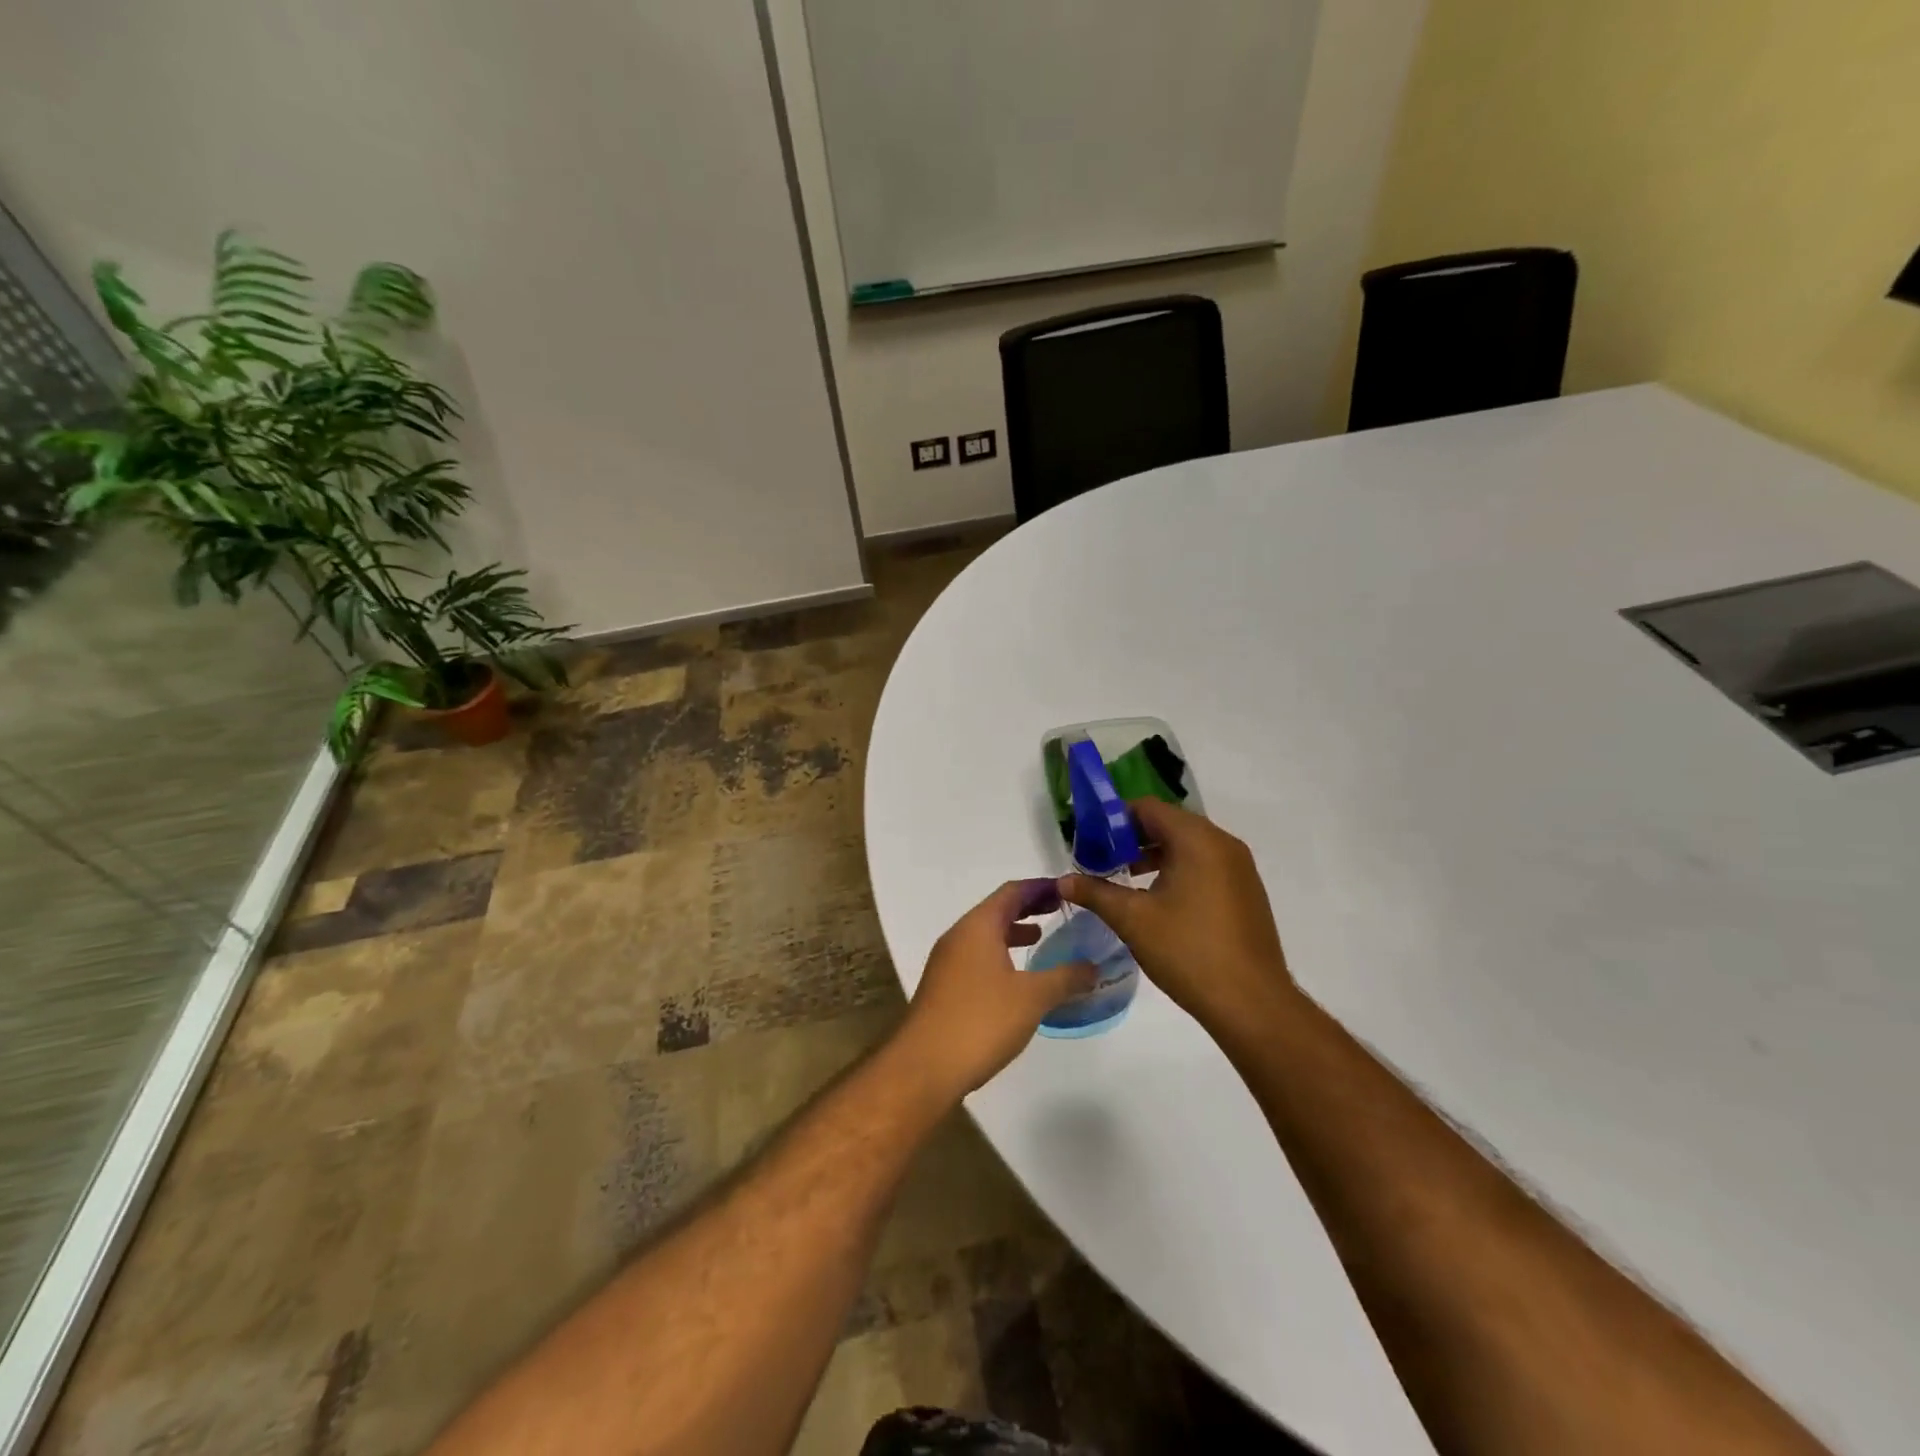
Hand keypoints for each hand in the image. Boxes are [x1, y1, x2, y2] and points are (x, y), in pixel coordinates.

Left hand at [894, 880, 1097, 1100]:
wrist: (925, 1066)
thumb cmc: (981, 1021)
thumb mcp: (1032, 998)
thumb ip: (1065, 978)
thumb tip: (1093, 967)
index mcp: (978, 926)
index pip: (1011, 892)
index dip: (1040, 887)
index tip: (1066, 889)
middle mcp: (959, 936)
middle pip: (996, 909)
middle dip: (1028, 907)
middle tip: (1060, 909)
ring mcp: (947, 961)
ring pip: (985, 934)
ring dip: (1012, 931)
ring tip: (1041, 938)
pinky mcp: (943, 986)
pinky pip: (976, 956)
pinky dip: (1000, 954)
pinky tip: (1016, 978)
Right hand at [1059, 799, 1295, 1033]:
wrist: (1252, 1004)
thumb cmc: (1188, 951)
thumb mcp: (1133, 919)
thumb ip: (1095, 892)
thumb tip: (1062, 881)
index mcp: (1197, 840)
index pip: (1147, 808)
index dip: (1114, 820)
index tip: (1089, 842)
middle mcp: (1223, 844)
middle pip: (1168, 823)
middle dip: (1131, 838)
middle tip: (1102, 861)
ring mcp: (1239, 868)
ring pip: (1188, 845)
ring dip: (1154, 855)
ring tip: (1125, 880)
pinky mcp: (1246, 891)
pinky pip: (1205, 865)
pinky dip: (1178, 870)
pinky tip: (1158, 900)